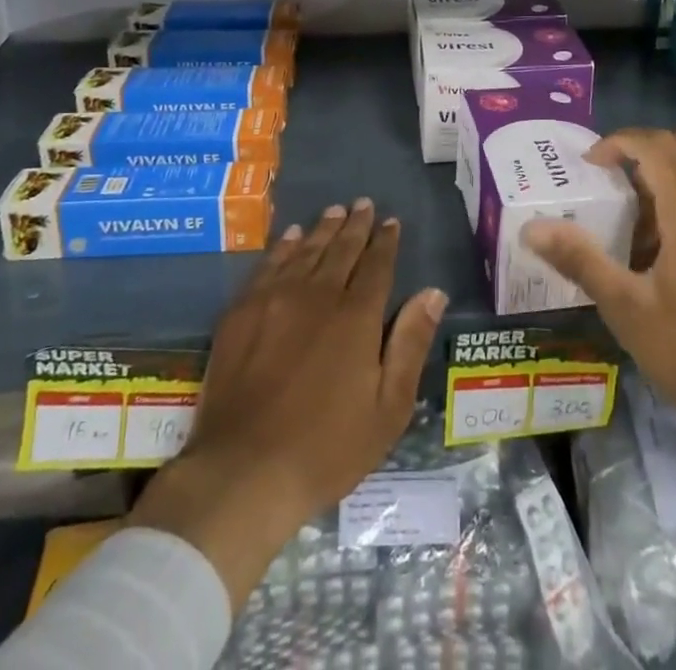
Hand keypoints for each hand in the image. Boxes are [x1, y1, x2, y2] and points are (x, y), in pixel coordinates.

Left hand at [128, 201, 446, 603]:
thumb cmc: (327, 448)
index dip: (385, 241)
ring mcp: (275, 299)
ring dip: (323, 228)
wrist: (243, 471)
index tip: (391, 221)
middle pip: (341, 249)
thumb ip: (411, 343)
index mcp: (357, 316)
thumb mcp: (388, 408)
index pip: (376, 265)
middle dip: (356, 225)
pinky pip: (268, 265)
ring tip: (334, 211)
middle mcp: (318, 294)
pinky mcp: (242, 312)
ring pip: (305, 250)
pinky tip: (290, 236)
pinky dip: (283, 246)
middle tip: (363, 204)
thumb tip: (434, 292)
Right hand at [520, 128, 675, 438]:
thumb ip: (579, 260)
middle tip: (613, 175)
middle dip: (646, 147)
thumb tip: (532, 228)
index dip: (619, 142)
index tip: (589, 165)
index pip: (657, 146)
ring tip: (630, 213)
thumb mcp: (625, 308)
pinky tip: (658, 246)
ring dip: (666, 171)